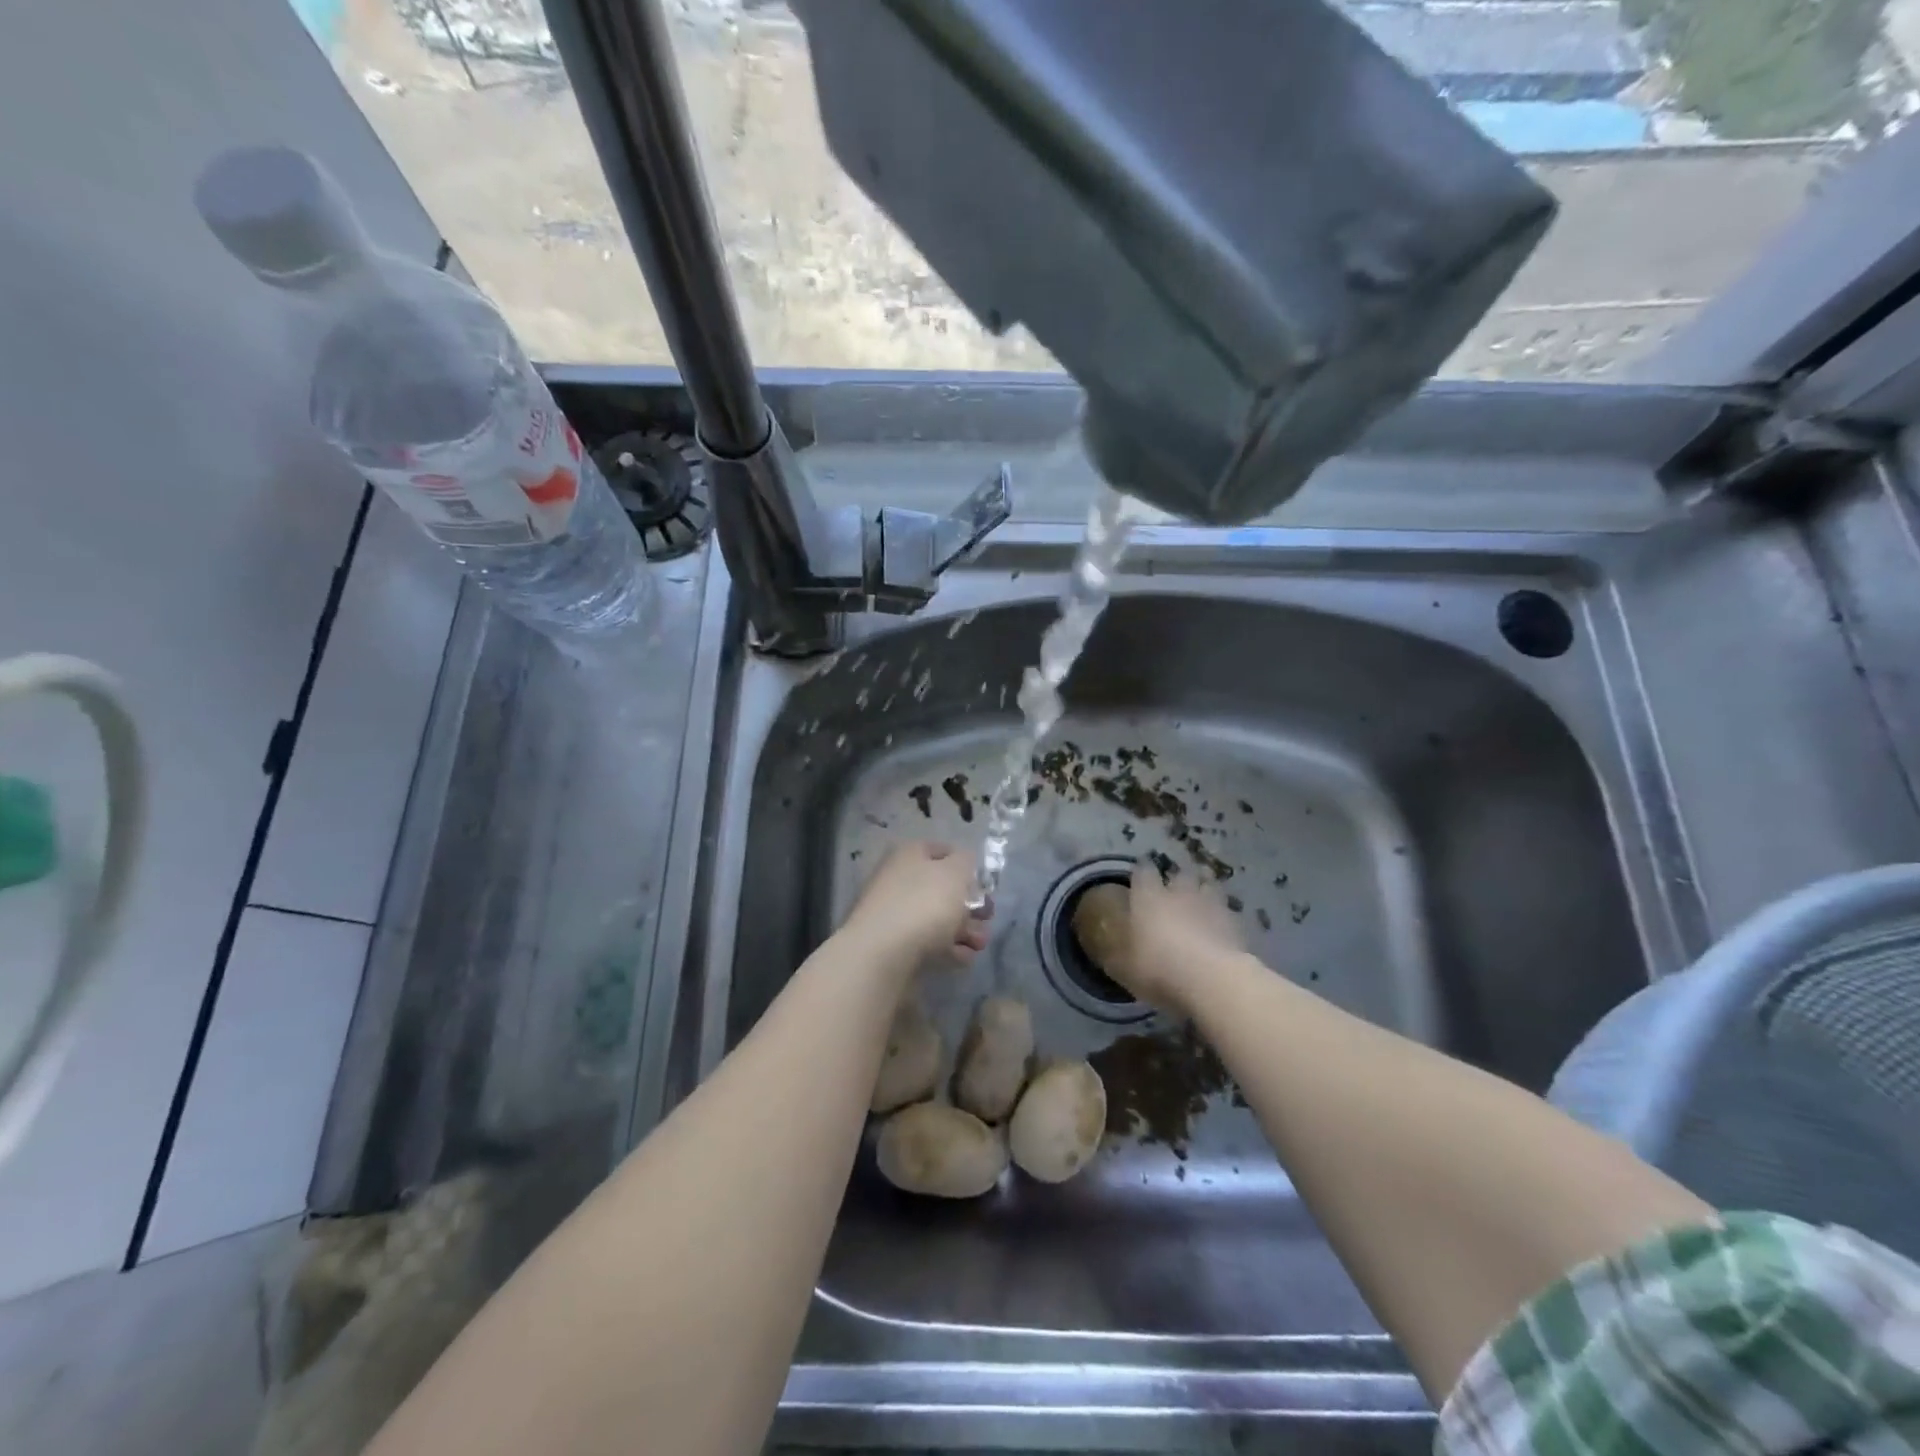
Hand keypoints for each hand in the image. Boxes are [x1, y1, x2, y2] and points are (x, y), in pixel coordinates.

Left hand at [839, 843, 990, 970]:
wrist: (882, 955)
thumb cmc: (924, 904)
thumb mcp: (955, 872)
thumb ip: (966, 862)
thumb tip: (963, 863)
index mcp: (909, 855)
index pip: (943, 851)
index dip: (967, 865)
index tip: (985, 885)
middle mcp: (899, 880)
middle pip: (942, 889)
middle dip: (970, 905)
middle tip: (987, 918)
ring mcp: (895, 915)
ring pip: (938, 918)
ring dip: (965, 930)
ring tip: (980, 944)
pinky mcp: (896, 946)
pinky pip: (929, 943)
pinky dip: (949, 949)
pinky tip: (964, 958)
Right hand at [1102, 873, 1244, 1016]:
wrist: (1212, 980)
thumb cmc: (1159, 969)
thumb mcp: (1124, 969)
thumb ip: (1116, 955)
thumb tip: (1107, 951)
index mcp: (1147, 897)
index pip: (1143, 871)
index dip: (1141, 872)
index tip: (1140, 876)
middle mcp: (1178, 892)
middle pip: (1179, 872)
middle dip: (1177, 878)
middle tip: (1174, 890)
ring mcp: (1209, 903)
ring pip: (1208, 883)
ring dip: (1204, 888)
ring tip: (1200, 898)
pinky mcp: (1234, 921)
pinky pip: (1226, 909)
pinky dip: (1222, 913)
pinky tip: (1220, 924)